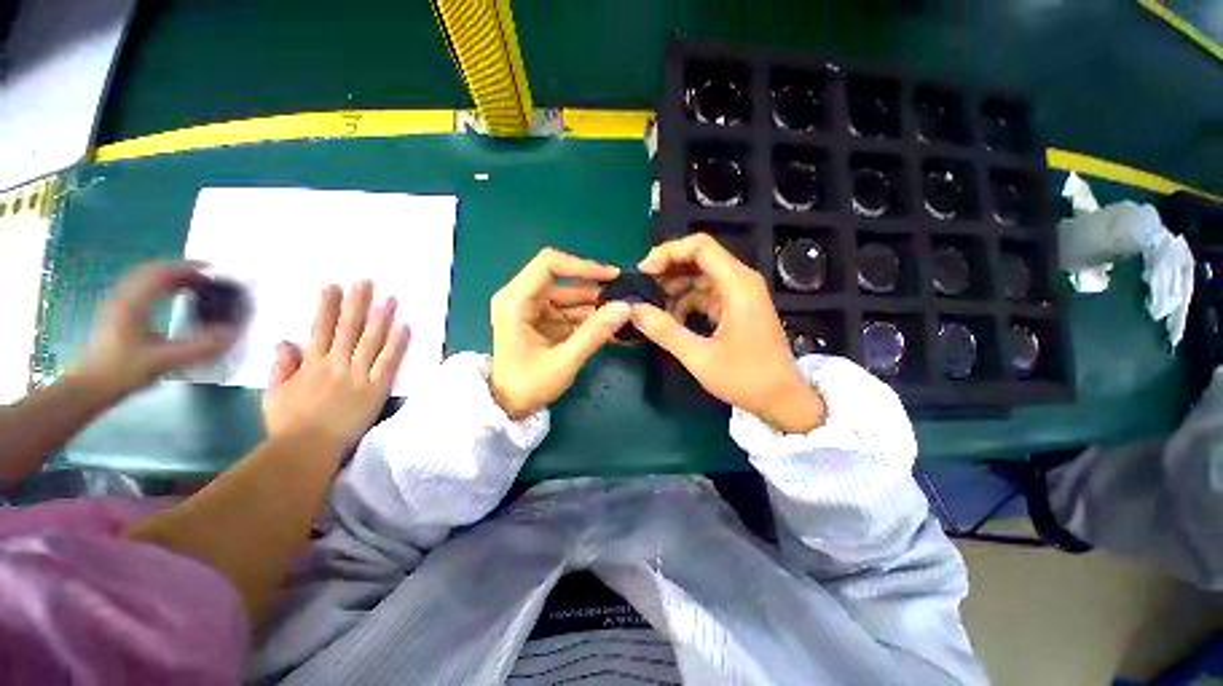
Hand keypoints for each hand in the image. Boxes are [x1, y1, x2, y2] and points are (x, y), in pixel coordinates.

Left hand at [82, 262, 237, 393]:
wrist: (91, 386)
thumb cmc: (124, 371)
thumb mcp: (165, 360)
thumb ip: (200, 347)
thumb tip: (232, 334)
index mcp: (134, 302)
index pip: (163, 273)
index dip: (189, 267)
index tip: (213, 270)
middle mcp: (124, 296)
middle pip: (153, 271)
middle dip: (181, 270)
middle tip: (207, 277)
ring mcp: (118, 304)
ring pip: (145, 278)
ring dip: (171, 277)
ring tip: (193, 284)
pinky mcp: (117, 313)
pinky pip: (141, 288)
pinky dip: (160, 285)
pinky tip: (170, 296)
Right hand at [262, 281, 409, 448]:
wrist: (306, 449)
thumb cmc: (289, 425)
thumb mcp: (274, 394)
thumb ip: (281, 366)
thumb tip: (286, 341)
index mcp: (311, 364)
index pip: (321, 329)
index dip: (328, 306)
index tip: (334, 286)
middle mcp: (336, 364)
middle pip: (348, 328)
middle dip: (357, 303)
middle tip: (366, 281)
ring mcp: (358, 375)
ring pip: (371, 340)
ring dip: (381, 317)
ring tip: (390, 298)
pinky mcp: (376, 388)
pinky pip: (388, 361)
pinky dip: (397, 343)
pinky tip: (405, 326)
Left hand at [489, 248, 631, 418]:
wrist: (509, 407)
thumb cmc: (528, 385)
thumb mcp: (564, 361)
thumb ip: (594, 333)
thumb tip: (626, 307)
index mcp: (516, 301)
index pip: (549, 264)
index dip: (583, 266)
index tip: (613, 276)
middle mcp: (522, 297)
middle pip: (564, 281)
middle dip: (596, 290)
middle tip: (626, 299)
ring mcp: (533, 309)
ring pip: (571, 297)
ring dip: (596, 306)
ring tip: (624, 315)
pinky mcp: (543, 320)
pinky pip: (570, 312)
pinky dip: (590, 319)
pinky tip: (612, 327)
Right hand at [631, 233, 825, 432]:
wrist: (782, 399)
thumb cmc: (745, 378)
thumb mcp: (699, 357)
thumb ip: (664, 331)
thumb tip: (633, 310)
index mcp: (737, 285)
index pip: (700, 246)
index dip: (668, 252)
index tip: (644, 272)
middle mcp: (741, 281)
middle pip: (699, 258)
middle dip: (668, 270)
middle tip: (643, 290)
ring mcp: (740, 294)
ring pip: (701, 276)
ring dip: (675, 288)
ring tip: (654, 308)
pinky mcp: (737, 308)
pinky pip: (707, 294)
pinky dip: (687, 302)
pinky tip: (673, 320)